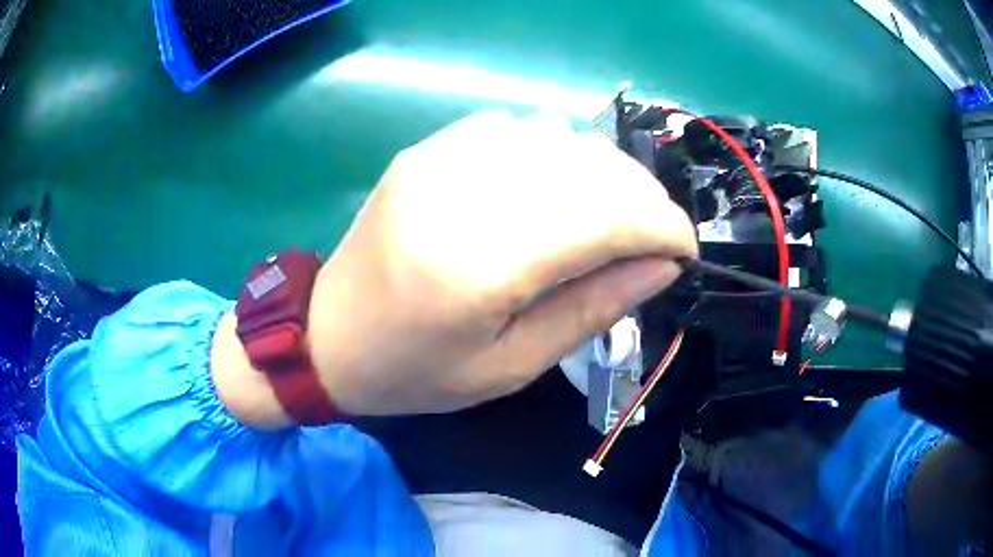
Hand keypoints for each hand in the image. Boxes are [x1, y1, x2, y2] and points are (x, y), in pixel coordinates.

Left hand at [304, 111, 696, 415]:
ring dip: (600, 173)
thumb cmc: (416, 370)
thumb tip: (661, 265)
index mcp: (479, 265)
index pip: (605, 217)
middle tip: (651, 237)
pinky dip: (551, 153)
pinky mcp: (427, 149)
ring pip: (559, 135)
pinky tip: (547, 189)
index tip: (683, 249)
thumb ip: (592, 308)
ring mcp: (439, 159)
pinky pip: (515, 127)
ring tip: (604, 216)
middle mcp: (462, 192)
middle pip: (588, 165)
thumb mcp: (511, 367)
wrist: (329, 334)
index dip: (661, 226)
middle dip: (641, 198)